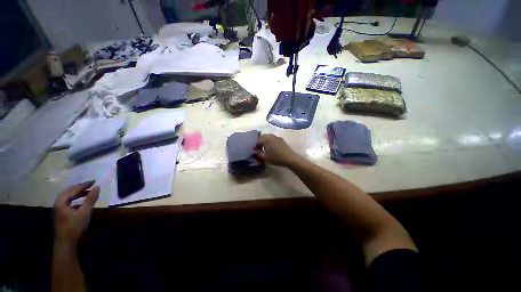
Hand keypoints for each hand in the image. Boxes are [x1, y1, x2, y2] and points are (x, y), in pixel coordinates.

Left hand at [53, 181, 98, 247]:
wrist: (66, 244)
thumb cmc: (74, 227)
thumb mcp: (84, 213)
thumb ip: (90, 199)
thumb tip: (97, 187)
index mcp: (61, 202)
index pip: (73, 190)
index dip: (84, 185)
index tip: (94, 181)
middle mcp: (58, 204)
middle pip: (68, 192)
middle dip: (79, 188)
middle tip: (90, 185)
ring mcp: (59, 210)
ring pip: (67, 197)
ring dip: (77, 193)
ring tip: (86, 192)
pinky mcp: (61, 215)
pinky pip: (68, 203)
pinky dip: (75, 199)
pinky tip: (81, 202)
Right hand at [255, 134, 300, 166]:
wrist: (289, 158)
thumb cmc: (276, 158)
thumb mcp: (265, 157)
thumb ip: (258, 153)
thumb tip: (255, 151)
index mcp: (265, 140)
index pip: (258, 141)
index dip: (255, 146)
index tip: (254, 151)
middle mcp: (270, 136)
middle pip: (262, 136)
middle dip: (260, 141)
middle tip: (259, 148)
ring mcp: (276, 137)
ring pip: (268, 136)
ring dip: (265, 140)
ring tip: (265, 147)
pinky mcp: (281, 139)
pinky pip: (273, 138)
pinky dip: (270, 141)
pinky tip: (271, 146)